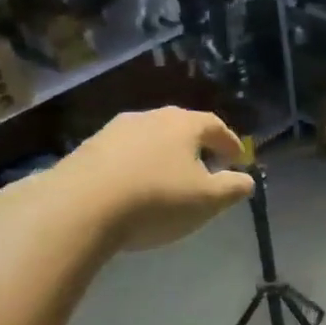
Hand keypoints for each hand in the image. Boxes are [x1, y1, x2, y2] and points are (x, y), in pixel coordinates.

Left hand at [55, 107, 255, 250]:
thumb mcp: (208, 200)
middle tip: (206, 166)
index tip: (237, 158)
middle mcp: (149, 117)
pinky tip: (135, 187)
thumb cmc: (157, 200)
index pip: (215, 125)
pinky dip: (136, 166)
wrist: (79, 207)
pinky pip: (123, 154)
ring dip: (163, 155)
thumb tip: (247, 179)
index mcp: (183, 124)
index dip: (229, 142)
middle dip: (196, 146)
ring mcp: (114, 130)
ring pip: (150, 139)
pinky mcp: (87, 149)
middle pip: (180, 127)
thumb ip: (233, 188)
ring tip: (168, 179)